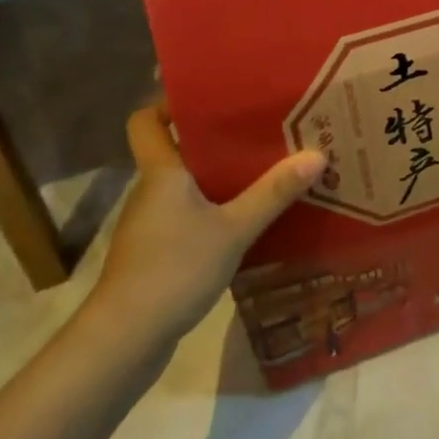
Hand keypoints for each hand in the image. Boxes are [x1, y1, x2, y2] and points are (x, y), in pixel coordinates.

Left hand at [77, 104, 325, 362]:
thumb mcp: (233, 229)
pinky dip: (212, 210)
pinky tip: (245, 220)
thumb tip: (316, 154)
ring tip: (262, 170)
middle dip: (215, 139)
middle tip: (259, 129)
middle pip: (177, 149)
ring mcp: (150, 224)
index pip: (146, 120)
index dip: (168, 103)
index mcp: (162, 171)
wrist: (123, 342)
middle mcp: (151, 190)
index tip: (210, 96)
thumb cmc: (173, 269)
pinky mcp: (155, 253)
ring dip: (218, 177)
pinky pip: (187, 215)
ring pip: (185, 184)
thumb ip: (273, 193)